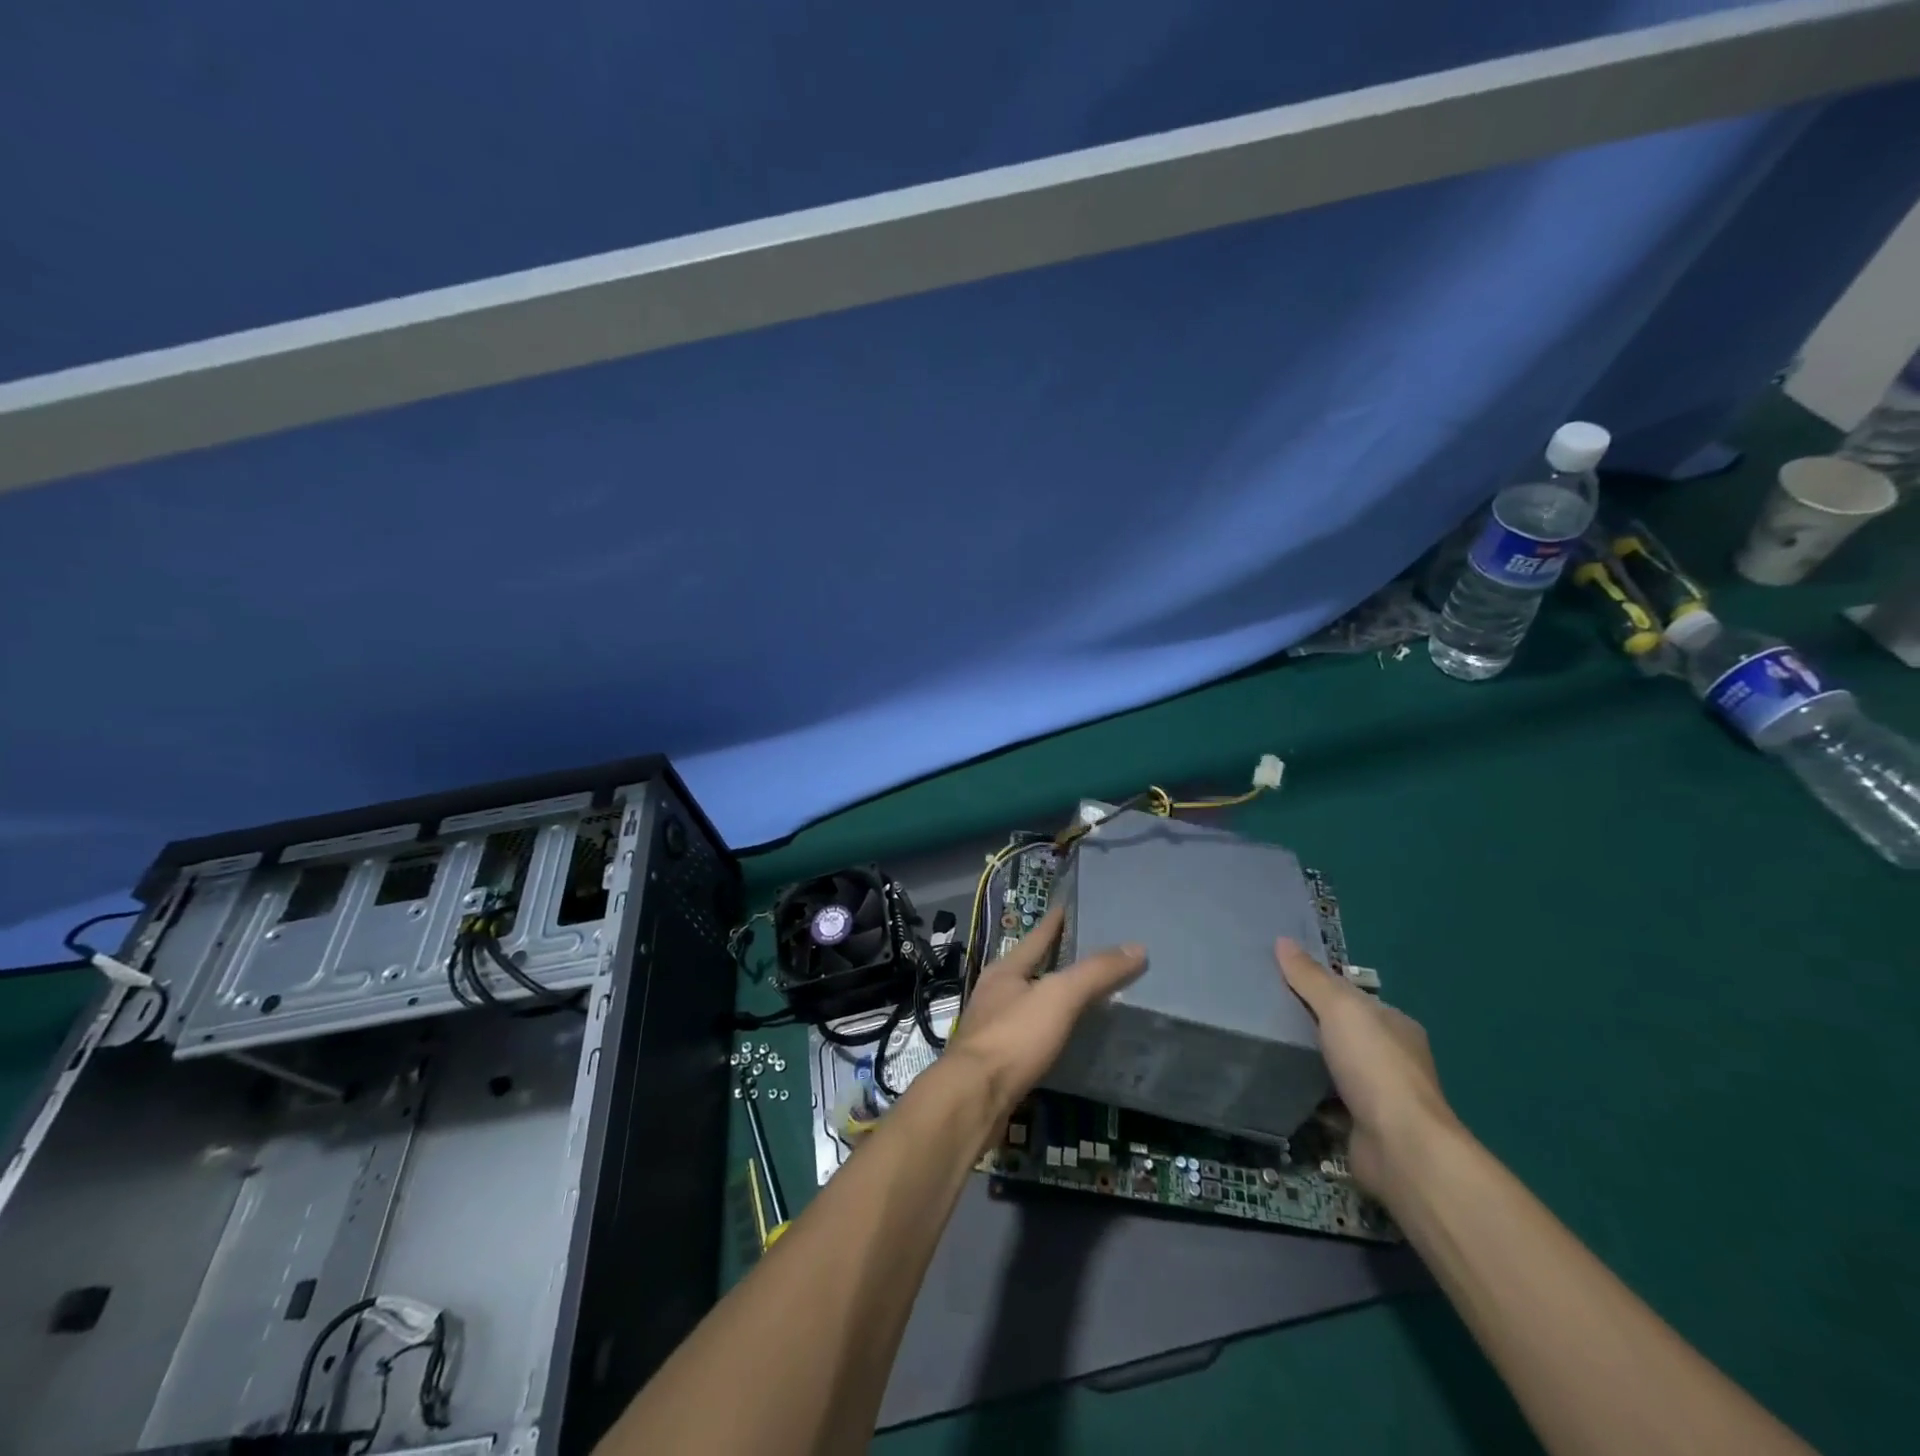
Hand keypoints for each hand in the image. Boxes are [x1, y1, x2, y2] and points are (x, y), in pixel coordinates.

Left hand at [946, 906, 1144, 1120]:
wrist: (973, 1098)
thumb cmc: (1014, 1037)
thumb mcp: (1059, 997)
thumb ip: (1095, 972)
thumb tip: (1137, 947)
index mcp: (1006, 970)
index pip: (1037, 936)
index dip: (1055, 921)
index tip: (1069, 906)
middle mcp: (994, 992)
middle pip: (1029, 967)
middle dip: (1054, 959)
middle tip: (1088, 952)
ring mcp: (992, 1026)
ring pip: (1027, 1001)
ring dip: (1050, 995)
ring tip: (1081, 995)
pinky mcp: (996, 1059)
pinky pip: (1028, 1033)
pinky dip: (1047, 1028)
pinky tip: (1063, 1038)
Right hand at [1275, 938, 1456, 1198]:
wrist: (1401, 1149)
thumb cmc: (1375, 1067)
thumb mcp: (1340, 1009)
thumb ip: (1310, 977)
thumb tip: (1283, 940)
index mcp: (1394, 1024)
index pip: (1350, 995)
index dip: (1316, 983)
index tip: (1276, 976)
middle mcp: (1392, 1057)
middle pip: (1341, 1029)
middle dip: (1307, 1020)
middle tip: (1261, 1007)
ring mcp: (1379, 1094)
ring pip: (1333, 1066)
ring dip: (1306, 1059)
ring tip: (1262, 1042)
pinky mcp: (1362, 1125)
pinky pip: (1326, 1100)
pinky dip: (1306, 1093)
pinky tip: (1277, 1082)